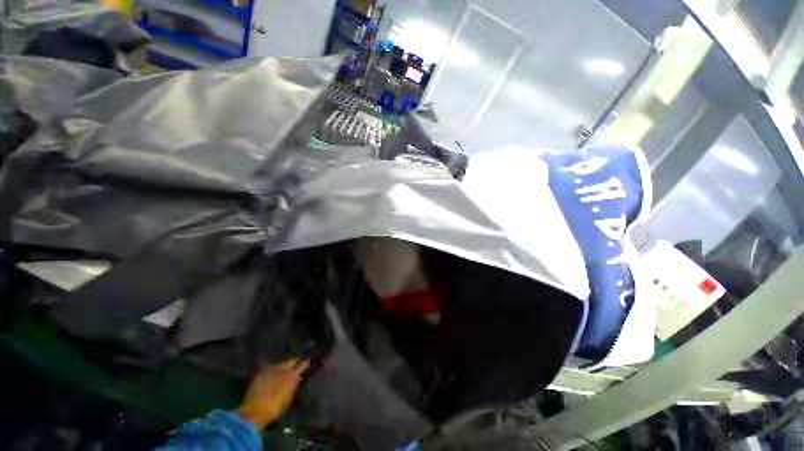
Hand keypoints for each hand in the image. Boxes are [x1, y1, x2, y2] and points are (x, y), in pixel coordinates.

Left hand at [237, 359, 308, 428]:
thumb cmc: (275, 409)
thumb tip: (298, 378)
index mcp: (292, 376)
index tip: (308, 361)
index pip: (302, 364)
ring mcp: (271, 369)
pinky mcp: (261, 372)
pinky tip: (273, 374)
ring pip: (281, 364)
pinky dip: (274, 370)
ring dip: (284, 366)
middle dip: (295, 361)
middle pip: (292, 360)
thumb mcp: (289, 399)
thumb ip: (294, 386)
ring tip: (284, 369)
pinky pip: (271, 368)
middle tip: (297, 363)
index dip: (305, 363)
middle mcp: (283, 369)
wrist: (254, 411)